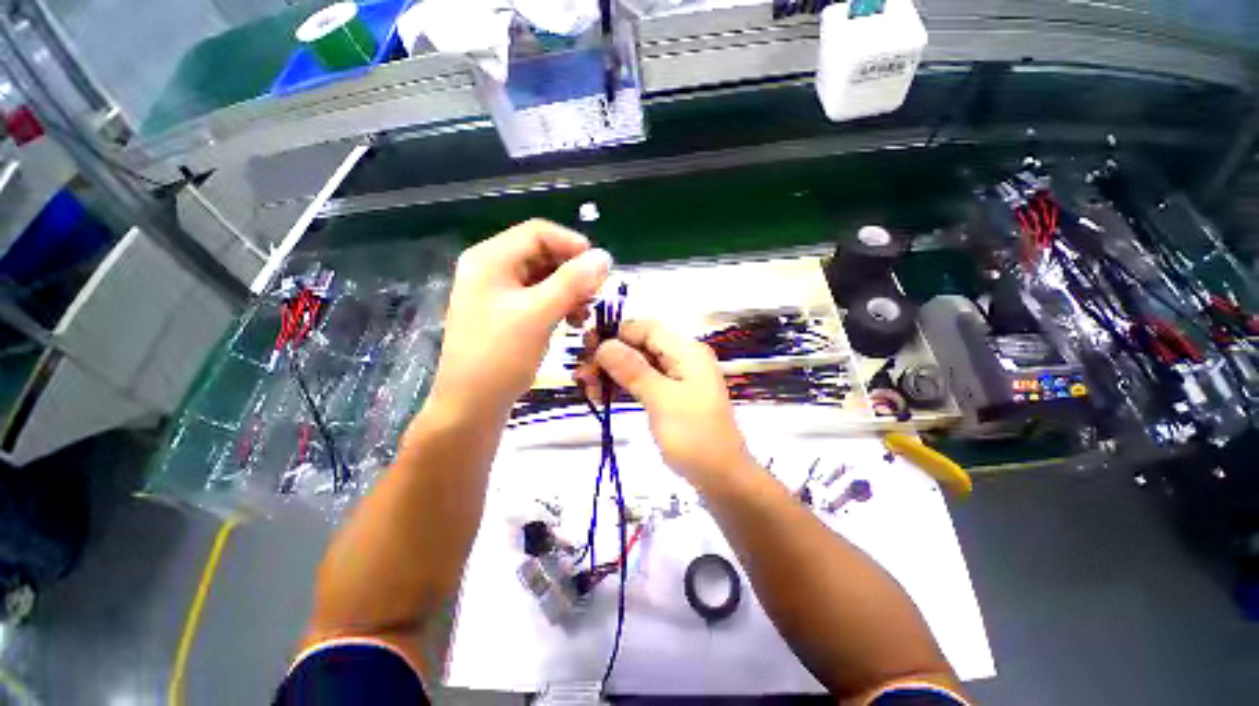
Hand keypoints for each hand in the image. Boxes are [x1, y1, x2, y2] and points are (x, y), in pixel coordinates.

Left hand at [431, 220, 609, 417]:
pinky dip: (559, 305)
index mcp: (490, 259)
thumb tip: (604, 256)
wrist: (471, 405)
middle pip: (541, 255)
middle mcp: (491, 270)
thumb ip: (573, 281)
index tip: (600, 268)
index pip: (538, 232)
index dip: (572, 245)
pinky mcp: (506, 315)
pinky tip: (573, 321)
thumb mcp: (539, 314)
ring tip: (585, 312)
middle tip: (596, 294)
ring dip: (569, 290)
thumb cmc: (501, 356)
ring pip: (543, 278)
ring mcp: (497, 294)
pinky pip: (538, 298)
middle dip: (572, 272)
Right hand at [585, 320, 752, 483]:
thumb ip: (633, 370)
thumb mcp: (662, 400)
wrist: (721, 478)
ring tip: (588, 388)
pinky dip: (623, 385)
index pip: (646, 328)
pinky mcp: (671, 395)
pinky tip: (602, 394)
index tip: (587, 347)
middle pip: (640, 345)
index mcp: (687, 352)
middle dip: (610, 356)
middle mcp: (683, 358)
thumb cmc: (694, 437)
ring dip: (612, 372)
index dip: (616, 333)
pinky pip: (643, 381)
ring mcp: (677, 377)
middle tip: (582, 375)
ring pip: (638, 364)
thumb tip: (604, 344)